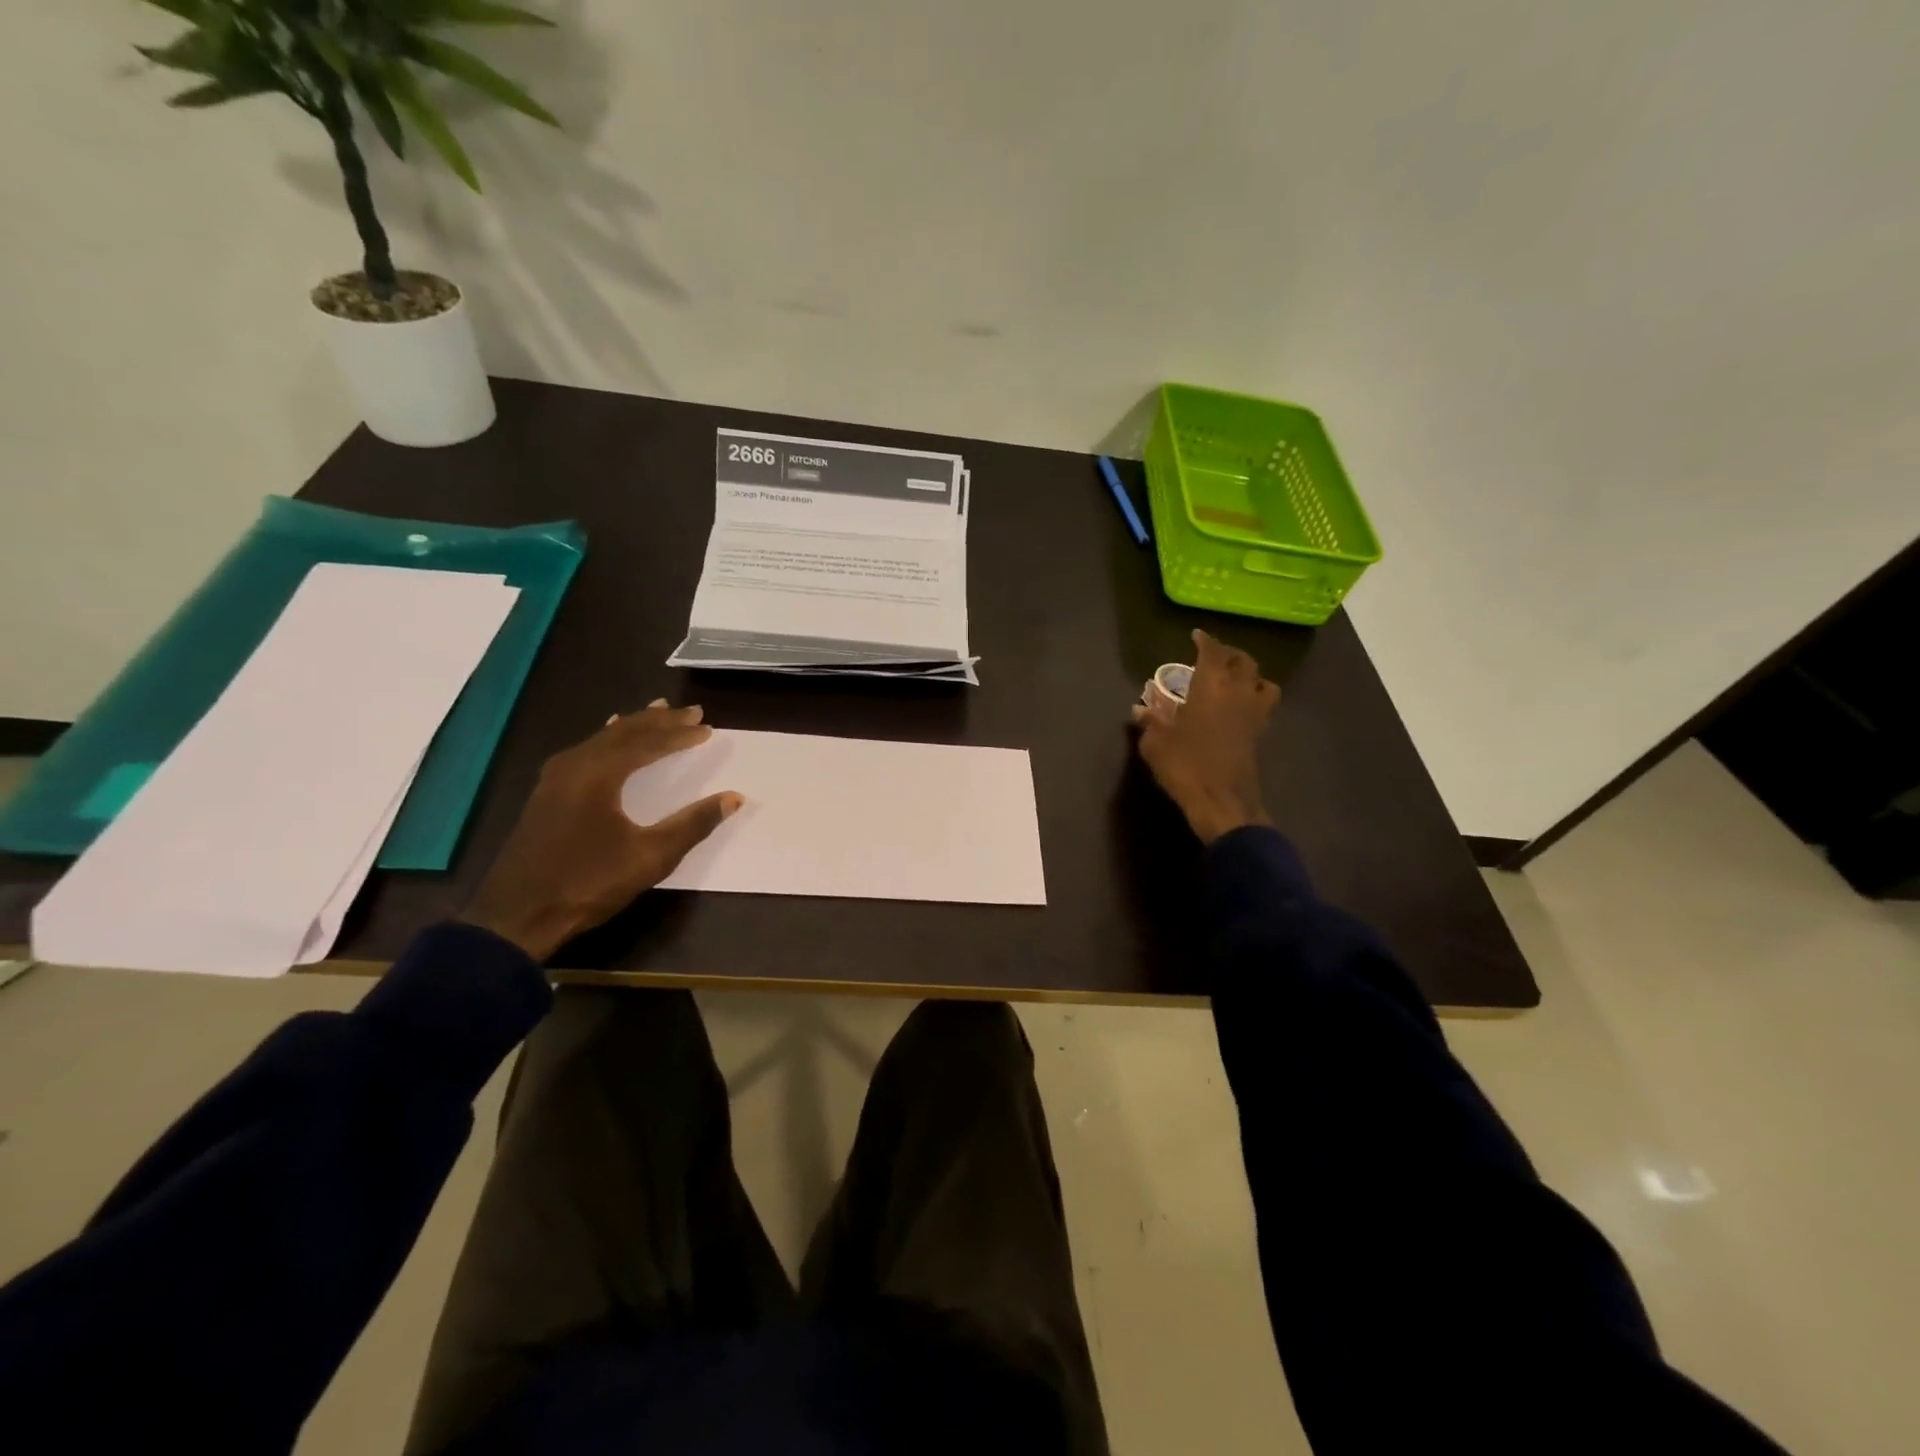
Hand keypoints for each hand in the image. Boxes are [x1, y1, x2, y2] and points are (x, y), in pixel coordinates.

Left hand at [461, 701, 741, 960]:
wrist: (516, 916)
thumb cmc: (588, 883)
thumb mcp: (650, 857)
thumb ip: (693, 824)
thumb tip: (733, 798)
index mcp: (599, 774)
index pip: (647, 743)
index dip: (679, 735)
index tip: (707, 728)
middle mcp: (575, 765)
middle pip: (623, 733)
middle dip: (659, 722)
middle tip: (690, 711)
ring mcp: (555, 779)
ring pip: (602, 739)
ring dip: (634, 727)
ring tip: (657, 713)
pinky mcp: (547, 794)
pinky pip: (586, 751)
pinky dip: (610, 740)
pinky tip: (610, 741)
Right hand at [1132, 629, 1278, 843]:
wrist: (1222, 801)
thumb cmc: (1185, 765)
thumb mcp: (1155, 743)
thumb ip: (1150, 722)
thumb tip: (1140, 710)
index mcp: (1211, 687)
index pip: (1213, 653)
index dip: (1206, 641)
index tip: (1197, 635)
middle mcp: (1237, 693)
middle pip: (1244, 662)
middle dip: (1230, 654)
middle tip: (1216, 656)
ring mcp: (1254, 714)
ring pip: (1264, 682)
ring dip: (1252, 676)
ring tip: (1237, 680)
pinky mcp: (1260, 735)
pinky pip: (1264, 706)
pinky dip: (1255, 699)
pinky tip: (1239, 708)